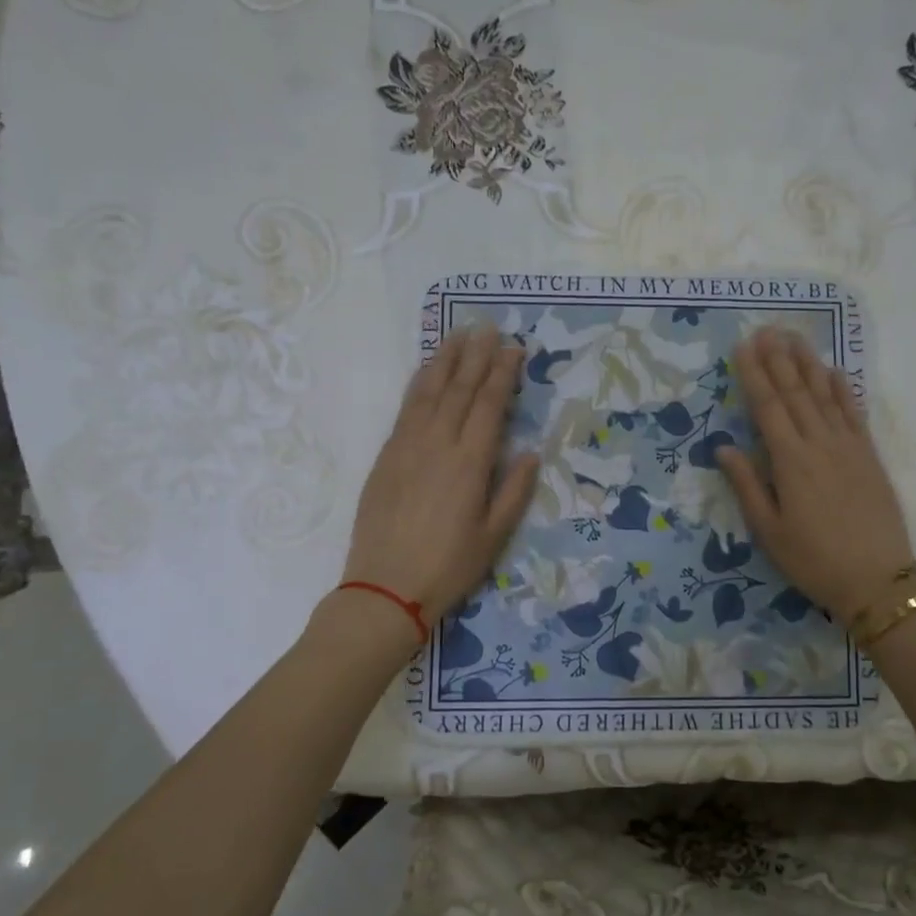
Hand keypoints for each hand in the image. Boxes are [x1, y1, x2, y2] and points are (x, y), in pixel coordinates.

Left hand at [343, 325, 539, 624]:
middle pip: (460, 389)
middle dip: (477, 355)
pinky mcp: (386, 455)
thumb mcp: (494, 537)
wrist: (385, 588)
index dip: (504, 373)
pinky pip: (405, 408)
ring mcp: (407, 446)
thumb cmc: (448, 567)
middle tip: (489, 327)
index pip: (490, 405)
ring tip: (458, 335)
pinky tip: (427, 372)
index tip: (515, 348)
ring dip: (445, 360)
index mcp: (470, 463)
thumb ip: (514, 491)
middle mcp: (438, 443)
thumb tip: (530, 452)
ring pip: (429, 391)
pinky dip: (419, 383)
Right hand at [715, 327, 915, 622]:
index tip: (742, 346)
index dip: (753, 375)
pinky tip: (833, 372)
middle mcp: (819, 444)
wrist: (877, 580)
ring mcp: (848, 447)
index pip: (767, 407)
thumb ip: (746, 485)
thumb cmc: (813, 560)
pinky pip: (853, 413)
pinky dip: (842, 389)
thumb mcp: (768, 531)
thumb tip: (723, 447)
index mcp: (790, 462)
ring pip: (824, 395)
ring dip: (808, 363)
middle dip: (778, 359)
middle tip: (765, 328)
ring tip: (795, 337)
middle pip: (795, 393)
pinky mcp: (869, 456)